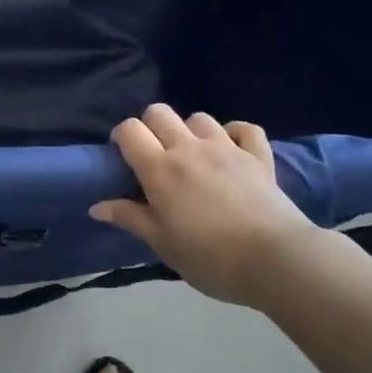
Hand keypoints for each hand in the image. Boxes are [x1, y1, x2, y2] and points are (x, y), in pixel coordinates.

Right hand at [90, 104, 342, 304]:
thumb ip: (130, 218)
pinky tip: (231, 148)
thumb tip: (96, 207)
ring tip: (193, 155)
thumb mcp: (163, 244)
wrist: (275, 260)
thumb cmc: (210, 258)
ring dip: (190, 131)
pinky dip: (235, 133)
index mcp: (160, 169)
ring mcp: (226, 148)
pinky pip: (245, 128)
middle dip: (151, 126)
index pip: (130, 130)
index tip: (124, 157)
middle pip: (159, 112)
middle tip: (155, 155)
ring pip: (199, 118)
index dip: (122, 137)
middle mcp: (189, 148)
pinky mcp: (258, 155)